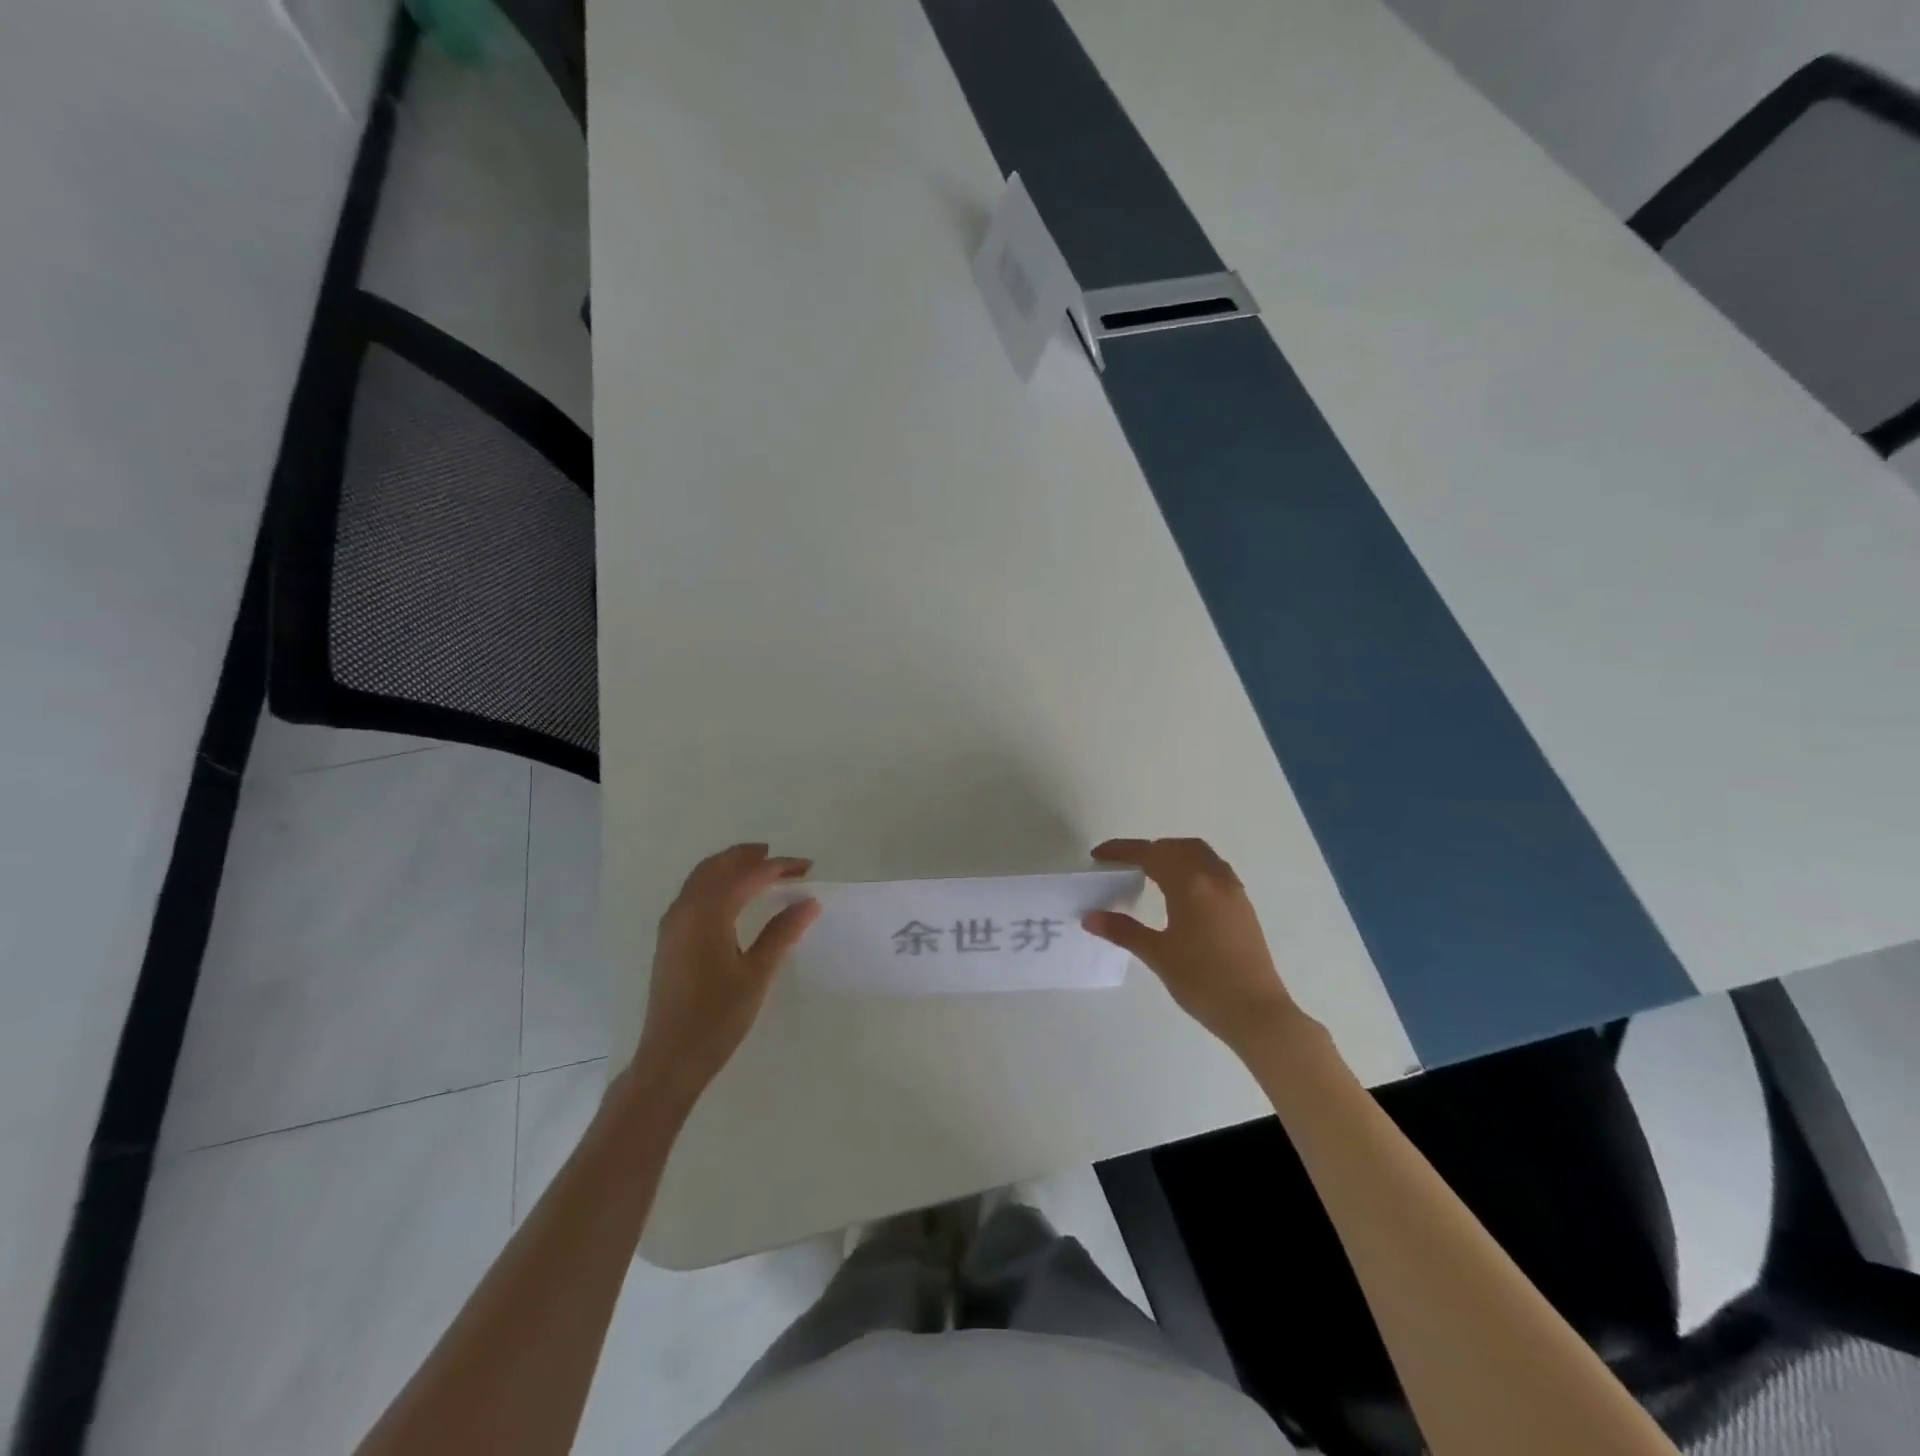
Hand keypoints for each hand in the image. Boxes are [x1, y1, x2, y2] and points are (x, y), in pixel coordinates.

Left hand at [632, 844, 820, 1100]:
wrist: (671, 1058)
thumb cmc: (718, 1017)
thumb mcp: (757, 974)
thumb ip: (782, 933)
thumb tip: (808, 902)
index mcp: (707, 914)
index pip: (748, 876)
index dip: (779, 867)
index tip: (807, 867)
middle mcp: (685, 910)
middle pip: (718, 867)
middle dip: (749, 857)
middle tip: (782, 860)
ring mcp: (673, 924)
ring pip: (701, 877)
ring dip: (730, 866)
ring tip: (760, 869)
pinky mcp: (669, 939)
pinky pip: (693, 893)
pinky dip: (716, 882)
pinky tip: (733, 896)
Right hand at [1083, 837, 1306, 1057]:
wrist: (1257, 1012)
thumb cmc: (1203, 982)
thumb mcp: (1158, 955)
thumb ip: (1123, 931)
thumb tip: (1090, 917)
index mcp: (1190, 884)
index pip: (1150, 854)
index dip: (1123, 850)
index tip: (1099, 855)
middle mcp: (1213, 878)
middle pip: (1176, 847)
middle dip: (1148, 850)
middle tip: (1124, 865)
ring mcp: (1232, 890)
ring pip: (1199, 854)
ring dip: (1172, 854)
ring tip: (1151, 873)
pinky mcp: (1242, 905)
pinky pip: (1213, 869)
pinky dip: (1192, 867)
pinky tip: (1181, 892)